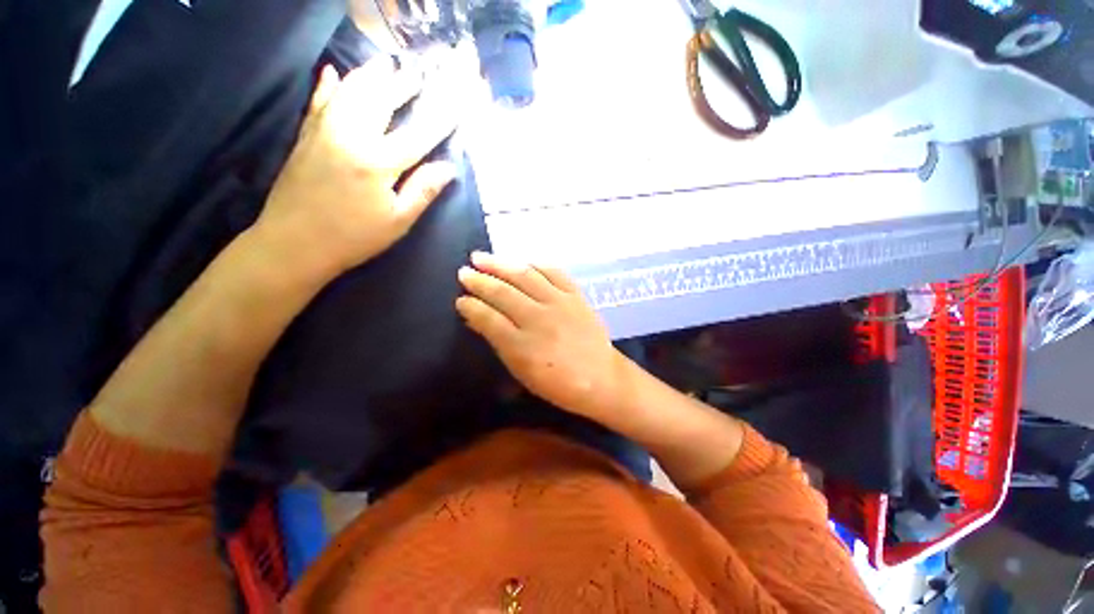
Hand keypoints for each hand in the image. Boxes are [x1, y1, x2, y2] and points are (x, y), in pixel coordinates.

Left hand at [252, 58, 457, 280]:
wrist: (294, 244)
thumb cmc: (354, 237)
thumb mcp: (398, 221)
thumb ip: (423, 190)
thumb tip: (448, 168)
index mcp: (379, 162)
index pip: (418, 134)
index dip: (440, 118)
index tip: (456, 101)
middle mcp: (351, 136)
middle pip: (381, 100)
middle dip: (403, 84)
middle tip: (419, 69)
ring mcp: (323, 132)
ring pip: (348, 92)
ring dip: (369, 75)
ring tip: (385, 62)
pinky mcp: (305, 137)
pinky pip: (318, 102)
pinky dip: (327, 85)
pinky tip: (333, 71)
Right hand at [456, 252, 629, 419]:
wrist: (601, 378)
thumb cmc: (558, 383)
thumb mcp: (521, 371)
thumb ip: (498, 342)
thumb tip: (476, 319)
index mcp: (522, 345)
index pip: (488, 318)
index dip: (471, 306)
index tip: (460, 299)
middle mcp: (539, 319)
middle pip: (503, 293)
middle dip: (479, 281)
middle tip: (464, 272)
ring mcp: (559, 303)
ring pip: (525, 276)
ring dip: (500, 264)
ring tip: (481, 257)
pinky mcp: (576, 295)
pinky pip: (553, 272)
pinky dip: (535, 264)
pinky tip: (522, 261)